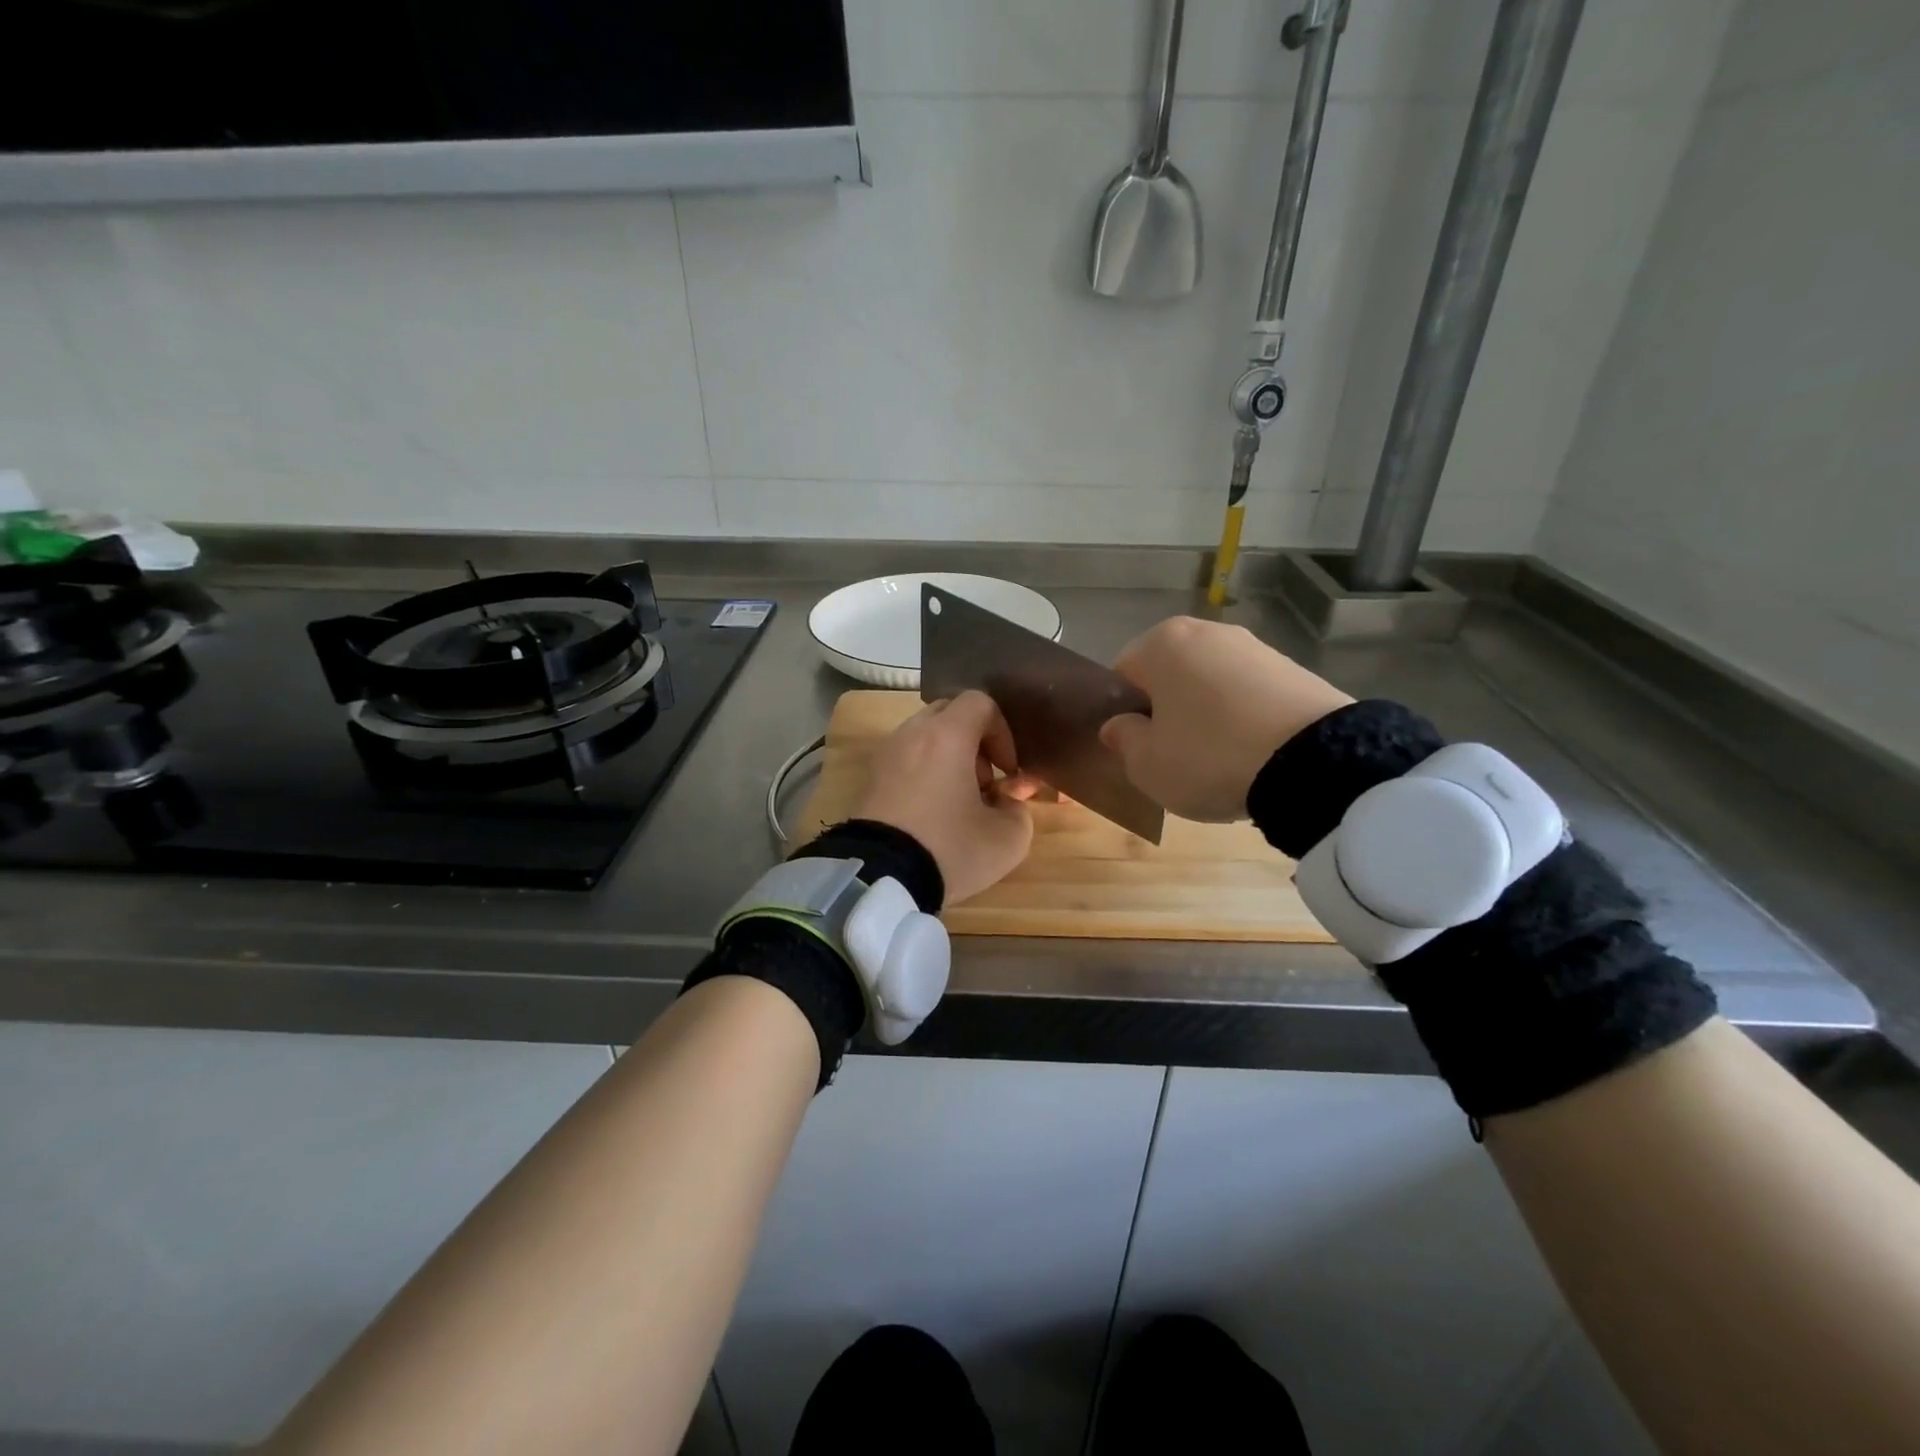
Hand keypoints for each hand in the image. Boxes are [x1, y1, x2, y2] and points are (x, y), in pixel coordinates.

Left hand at [855, 691, 1039, 904]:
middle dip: (974, 742)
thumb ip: (1019, 811)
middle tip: (984, 782)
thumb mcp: (1006, 839)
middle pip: (949, 714)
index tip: (1007, 771)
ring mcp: (886, 754)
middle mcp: (912, 733)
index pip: (980, 702)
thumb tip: (1008, 801)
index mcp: (947, 735)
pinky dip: (924, 772)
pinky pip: (905, 759)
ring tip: (957, 802)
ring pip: (925, 736)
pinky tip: (931, 813)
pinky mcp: (869, 778)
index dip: (1003, 732)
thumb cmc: (949, 848)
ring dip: (948, 758)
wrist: (879, 878)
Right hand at [1100, 617, 1352, 821]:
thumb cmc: (1209, 756)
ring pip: (1209, 684)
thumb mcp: (1147, 765)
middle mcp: (1206, 631)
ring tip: (1219, 759)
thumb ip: (1123, 740)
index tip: (1139, 748)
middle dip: (1167, 711)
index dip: (1125, 715)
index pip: (1122, 676)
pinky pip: (1249, 694)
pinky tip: (1253, 752)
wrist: (1314, 760)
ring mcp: (1254, 646)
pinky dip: (1243, 718)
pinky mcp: (1293, 668)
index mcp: (1161, 643)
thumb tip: (1119, 726)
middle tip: (1175, 756)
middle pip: (1168, 676)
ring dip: (1206, 715)